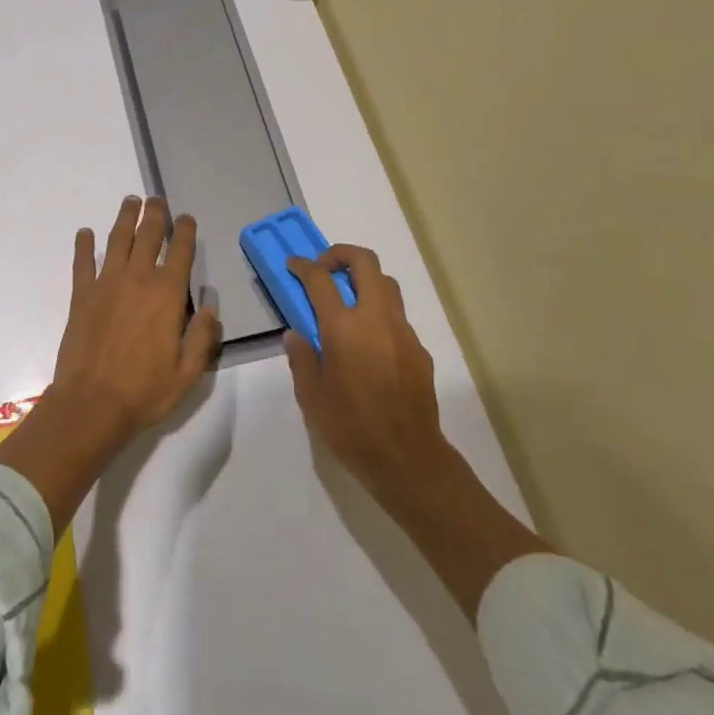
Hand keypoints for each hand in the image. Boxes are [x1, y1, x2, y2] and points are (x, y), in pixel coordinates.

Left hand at [0, 197, 221, 530]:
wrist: (92, 404)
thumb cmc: (144, 391)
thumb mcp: (188, 372)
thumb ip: (203, 336)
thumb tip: (211, 305)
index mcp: (167, 294)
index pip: (180, 251)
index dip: (185, 230)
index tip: (187, 218)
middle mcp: (138, 278)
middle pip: (148, 234)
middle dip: (155, 213)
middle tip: (157, 199)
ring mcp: (106, 283)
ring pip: (117, 239)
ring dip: (125, 217)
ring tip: (130, 201)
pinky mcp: (81, 294)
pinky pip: (82, 262)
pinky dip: (84, 244)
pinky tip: (85, 233)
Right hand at [284, 245, 445, 512]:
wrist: (408, 459)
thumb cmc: (351, 428)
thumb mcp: (311, 397)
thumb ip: (302, 359)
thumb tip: (296, 335)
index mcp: (343, 327)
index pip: (320, 279)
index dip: (304, 266)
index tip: (294, 265)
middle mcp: (376, 319)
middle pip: (365, 262)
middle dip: (342, 254)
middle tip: (325, 269)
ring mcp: (403, 332)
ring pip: (387, 285)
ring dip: (365, 281)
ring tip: (348, 302)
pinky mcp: (419, 350)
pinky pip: (398, 317)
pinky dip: (380, 314)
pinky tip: (370, 344)